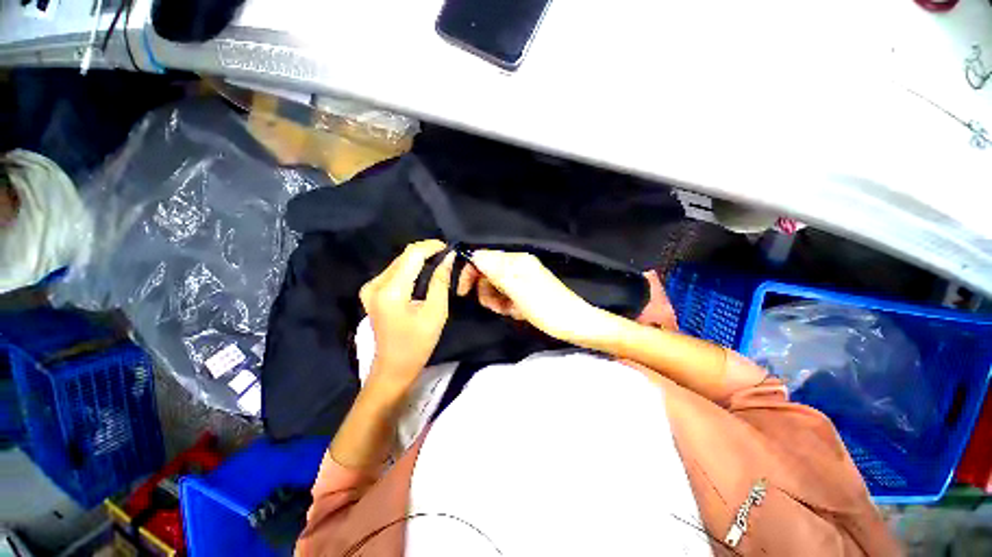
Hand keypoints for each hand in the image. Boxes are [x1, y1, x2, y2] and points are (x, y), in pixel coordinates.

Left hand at [360, 240, 454, 391]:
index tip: (449, 248)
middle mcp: (375, 285)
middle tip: (447, 256)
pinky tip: (424, 272)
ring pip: (399, 262)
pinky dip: (410, 268)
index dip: (431, 247)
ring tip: (439, 262)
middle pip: (403, 256)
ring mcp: (369, 288)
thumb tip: (448, 258)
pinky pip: (394, 271)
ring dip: (419, 259)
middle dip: (426, 251)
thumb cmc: (418, 344)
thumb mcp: (435, 312)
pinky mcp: (370, 292)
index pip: (412, 255)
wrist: (393, 367)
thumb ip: (440, 281)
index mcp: (390, 291)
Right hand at [456, 250, 606, 343]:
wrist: (574, 325)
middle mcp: (518, 265)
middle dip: (486, 290)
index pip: (484, 257)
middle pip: (488, 273)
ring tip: (507, 310)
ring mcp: (522, 279)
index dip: (470, 272)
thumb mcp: (517, 289)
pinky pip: (506, 296)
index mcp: (516, 260)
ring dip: (496, 300)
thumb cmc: (545, 307)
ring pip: (495, 287)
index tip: (462, 291)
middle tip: (494, 305)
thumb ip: (494, 270)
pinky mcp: (525, 292)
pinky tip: (516, 312)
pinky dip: (506, 305)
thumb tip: (473, 254)